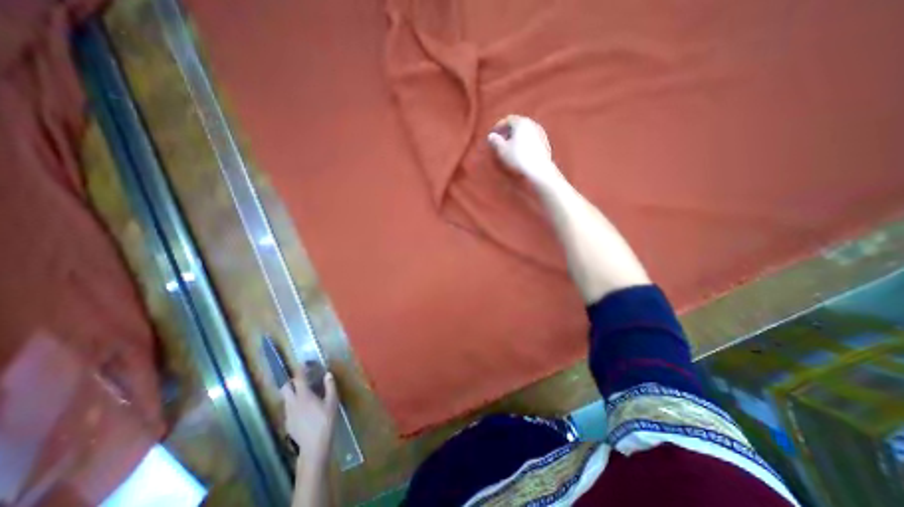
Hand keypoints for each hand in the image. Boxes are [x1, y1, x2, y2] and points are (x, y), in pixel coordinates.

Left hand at [279, 364, 337, 467]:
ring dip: (292, 393)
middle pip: (285, 388)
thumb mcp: (332, 402)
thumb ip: (330, 386)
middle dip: (291, 382)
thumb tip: (328, 374)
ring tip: (304, 394)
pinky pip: (288, 409)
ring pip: (286, 399)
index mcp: (304, 396)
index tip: (304, 364)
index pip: (299, 379)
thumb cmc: (325, 421)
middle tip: (302, 380)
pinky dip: (294, 404)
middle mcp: (292, 403)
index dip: (300, 370)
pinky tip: (304, 409)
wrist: (314, 446)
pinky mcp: (287, 424)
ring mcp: (288, 414)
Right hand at [485, 113, 562, 186]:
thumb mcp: (502, 150)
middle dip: (508, 130)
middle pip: (517, 124)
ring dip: (516, 136)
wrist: (538, 169)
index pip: (508, 119)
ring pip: (525, 131)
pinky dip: (524, 141)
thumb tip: (491, 136)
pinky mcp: (545, 142)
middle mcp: (532, 124)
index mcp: (521, 122)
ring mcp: (540, 132)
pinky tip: (520, 151)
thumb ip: (495, 141)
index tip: (494, 134)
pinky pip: (531, 138)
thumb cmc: (518, 158)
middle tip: (501, 139)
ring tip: (510, 146)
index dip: (499, 126)